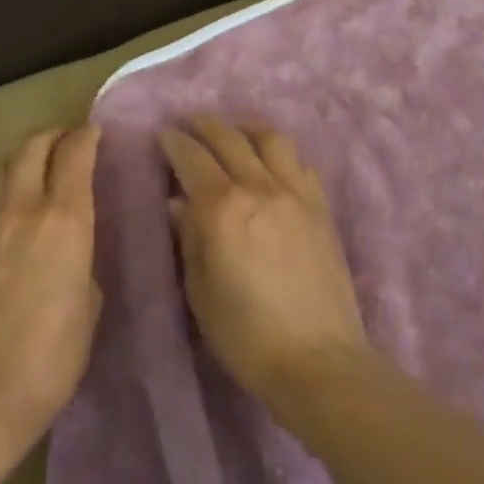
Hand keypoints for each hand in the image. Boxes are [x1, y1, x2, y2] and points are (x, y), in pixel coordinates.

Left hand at [0, 126, 103, 461]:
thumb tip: (74, 248)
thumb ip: (84, 260)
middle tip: (71, 142)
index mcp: (64, 219)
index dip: (87, 136)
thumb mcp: (90, 304)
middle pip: (33, 146)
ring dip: (25, 154)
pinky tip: (15, 200)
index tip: (97, 132)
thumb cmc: (54, 355)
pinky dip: (5, 180)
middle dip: (55, 135)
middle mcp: (24, 207)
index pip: (75, 155)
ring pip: (4, 163)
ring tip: (40, 165)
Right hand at [159, 116, 372, 409]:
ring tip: (235, 131)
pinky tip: (273, 165)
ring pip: (271, 139)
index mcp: (222, 208)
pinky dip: (281, 155)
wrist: (318, 360)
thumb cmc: (246, 335)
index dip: (173, 142)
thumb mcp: (200, 291)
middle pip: (229, 138)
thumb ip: (189, 238)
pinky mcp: (321, 208)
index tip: (162, 135)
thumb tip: (179, 203)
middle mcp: (259, 188)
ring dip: (247, 128)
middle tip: (190, 123)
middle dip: (205, 124)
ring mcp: (296, 194)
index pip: (191, 158)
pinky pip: (300, 164)